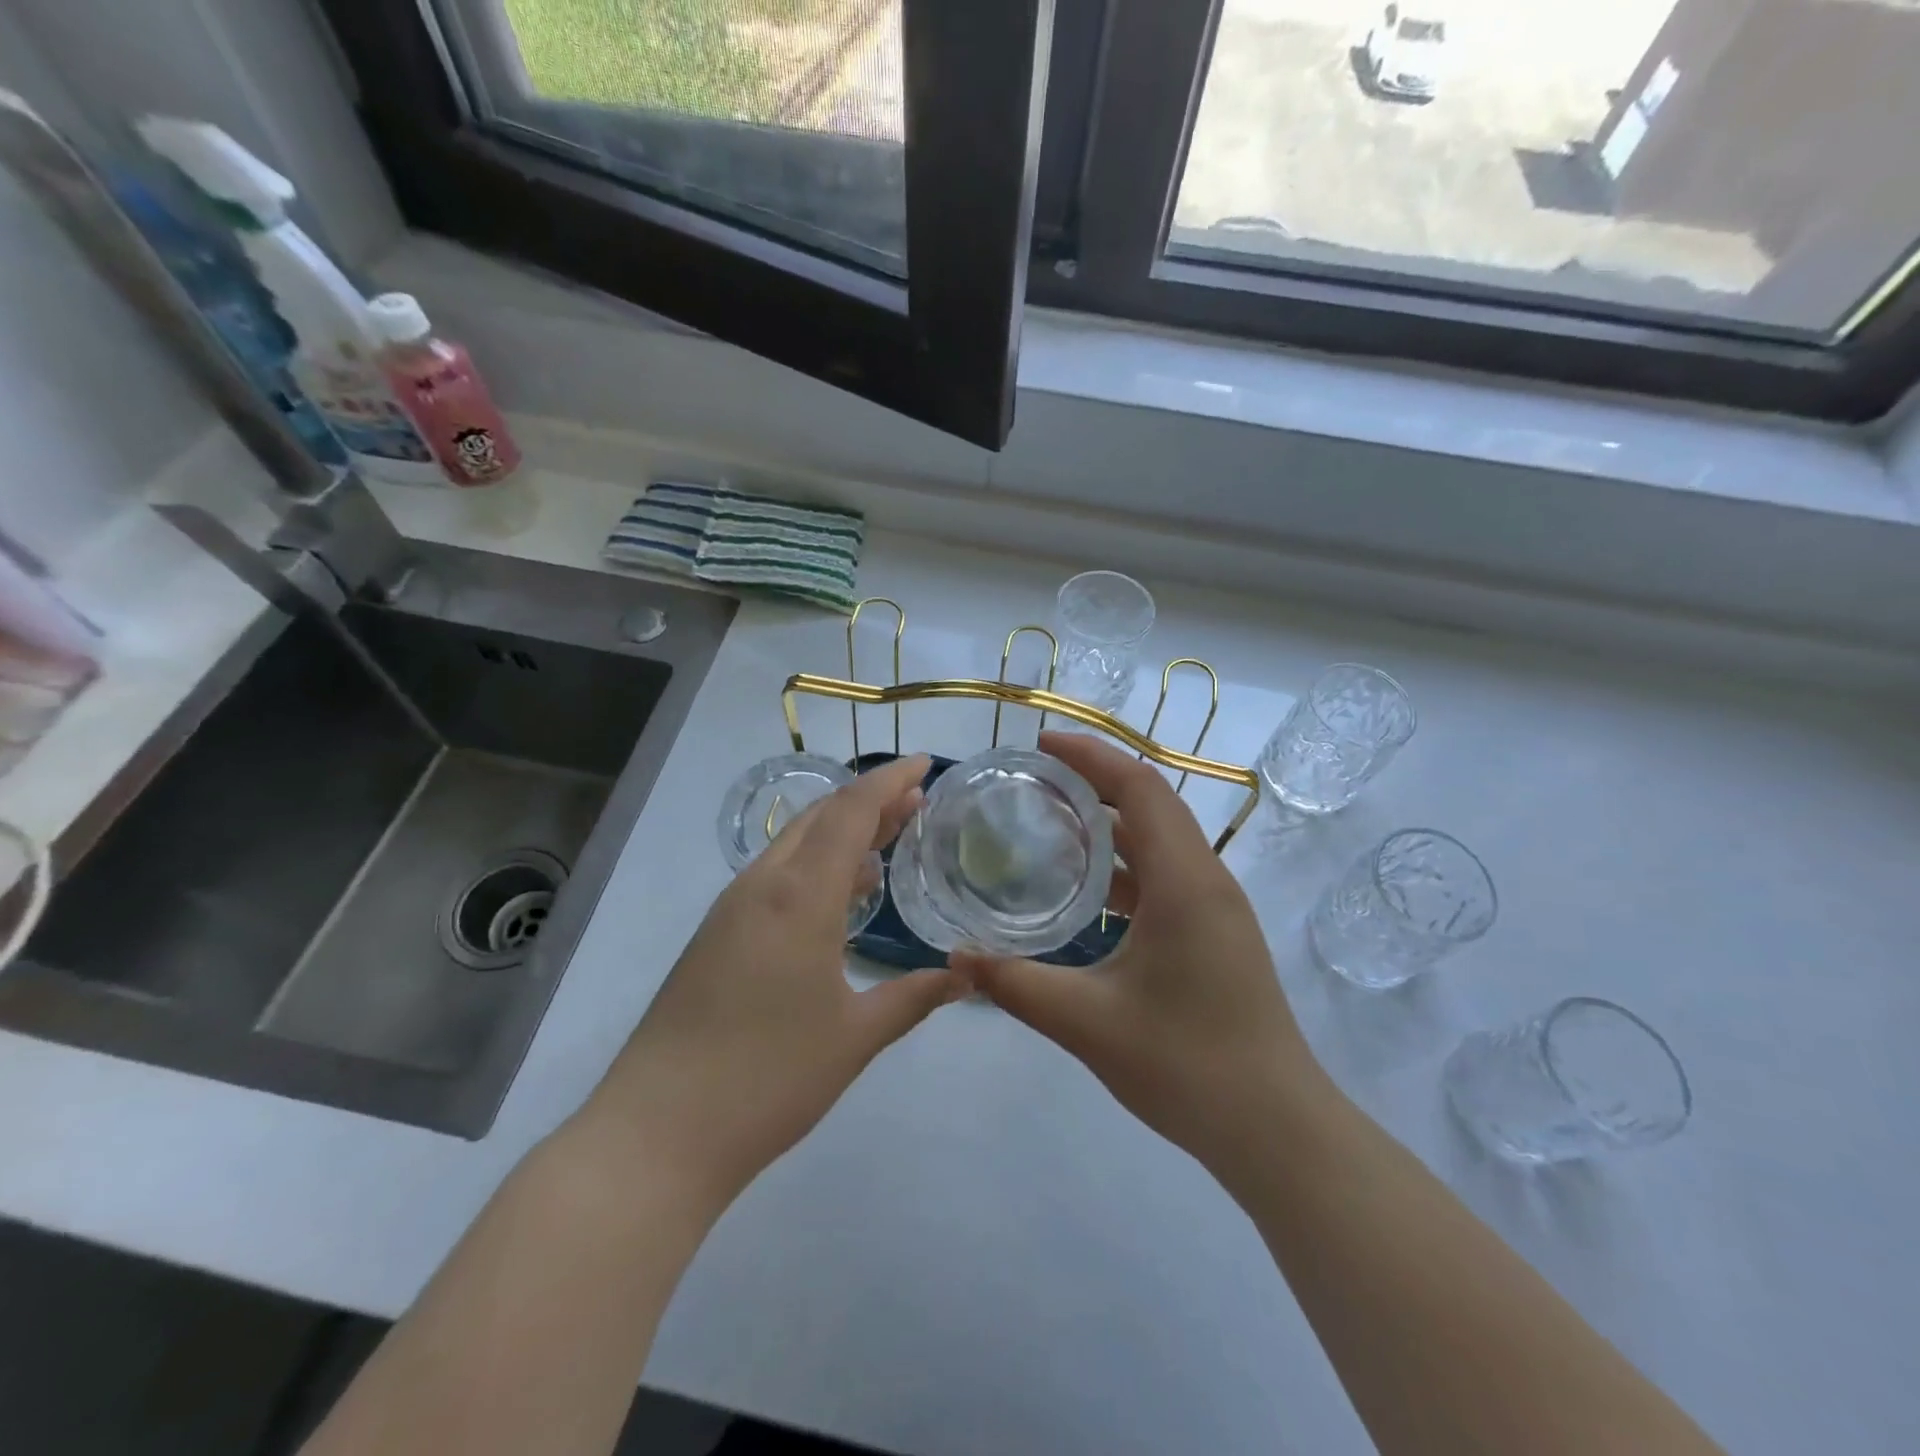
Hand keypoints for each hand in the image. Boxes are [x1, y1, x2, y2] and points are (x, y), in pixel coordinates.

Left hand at [584, 755, 966, 1208]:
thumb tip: (966, 976)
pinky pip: (775, 876)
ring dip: (841, 832)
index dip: (889, 782)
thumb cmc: (767, 1079)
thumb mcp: (854, 1037)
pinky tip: (839, 895)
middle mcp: (762, 887)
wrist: (657, 1133)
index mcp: (799, 897)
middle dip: (870, 801)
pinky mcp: (716, 935)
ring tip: (887, 839)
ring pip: (794, 845)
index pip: (850, 813)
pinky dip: (815, 865)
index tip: (924, 764)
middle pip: (820, 818)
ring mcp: (732, 910)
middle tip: (917, 800)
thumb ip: (913, 997)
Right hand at [954, 733, 1327, 1174]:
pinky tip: (1088, 886)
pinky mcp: (1215, 932)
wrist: (1276, 1129)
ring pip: (1161, 838)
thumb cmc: (1187, 1066)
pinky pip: (1167, 872)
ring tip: (1053, 818)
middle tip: (1036, 777)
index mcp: (1185, 882)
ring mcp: (1216, 907)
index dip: (1091, 757)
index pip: (1139, 789)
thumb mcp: (1088, 1023)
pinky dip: (1126, 861)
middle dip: (1096, 779)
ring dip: (1112, 820)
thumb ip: (1016, 984)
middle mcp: (1207, 879)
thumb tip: (956, 956)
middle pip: (1152, 803)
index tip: (1042, 745)